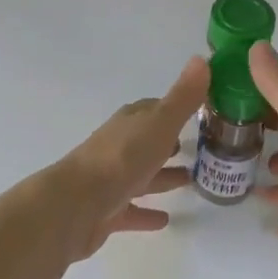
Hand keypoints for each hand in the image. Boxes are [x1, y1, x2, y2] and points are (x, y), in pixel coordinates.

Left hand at [52, 56, 208, 260]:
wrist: (76, 206)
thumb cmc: (121, 159)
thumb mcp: (159, 123)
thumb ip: (182, 97)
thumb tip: (201, 59)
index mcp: (130, 123)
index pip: (153, 110)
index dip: (173, 110)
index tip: (197, 112)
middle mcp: (118, 147)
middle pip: (147, 142)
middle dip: (168, 144)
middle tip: (195, 148)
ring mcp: (110, 180)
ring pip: (141, 175)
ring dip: (163, 177)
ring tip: (190, 181)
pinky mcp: (106, 212)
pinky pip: (131, 210)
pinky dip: (146, 213)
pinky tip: (164, 220)